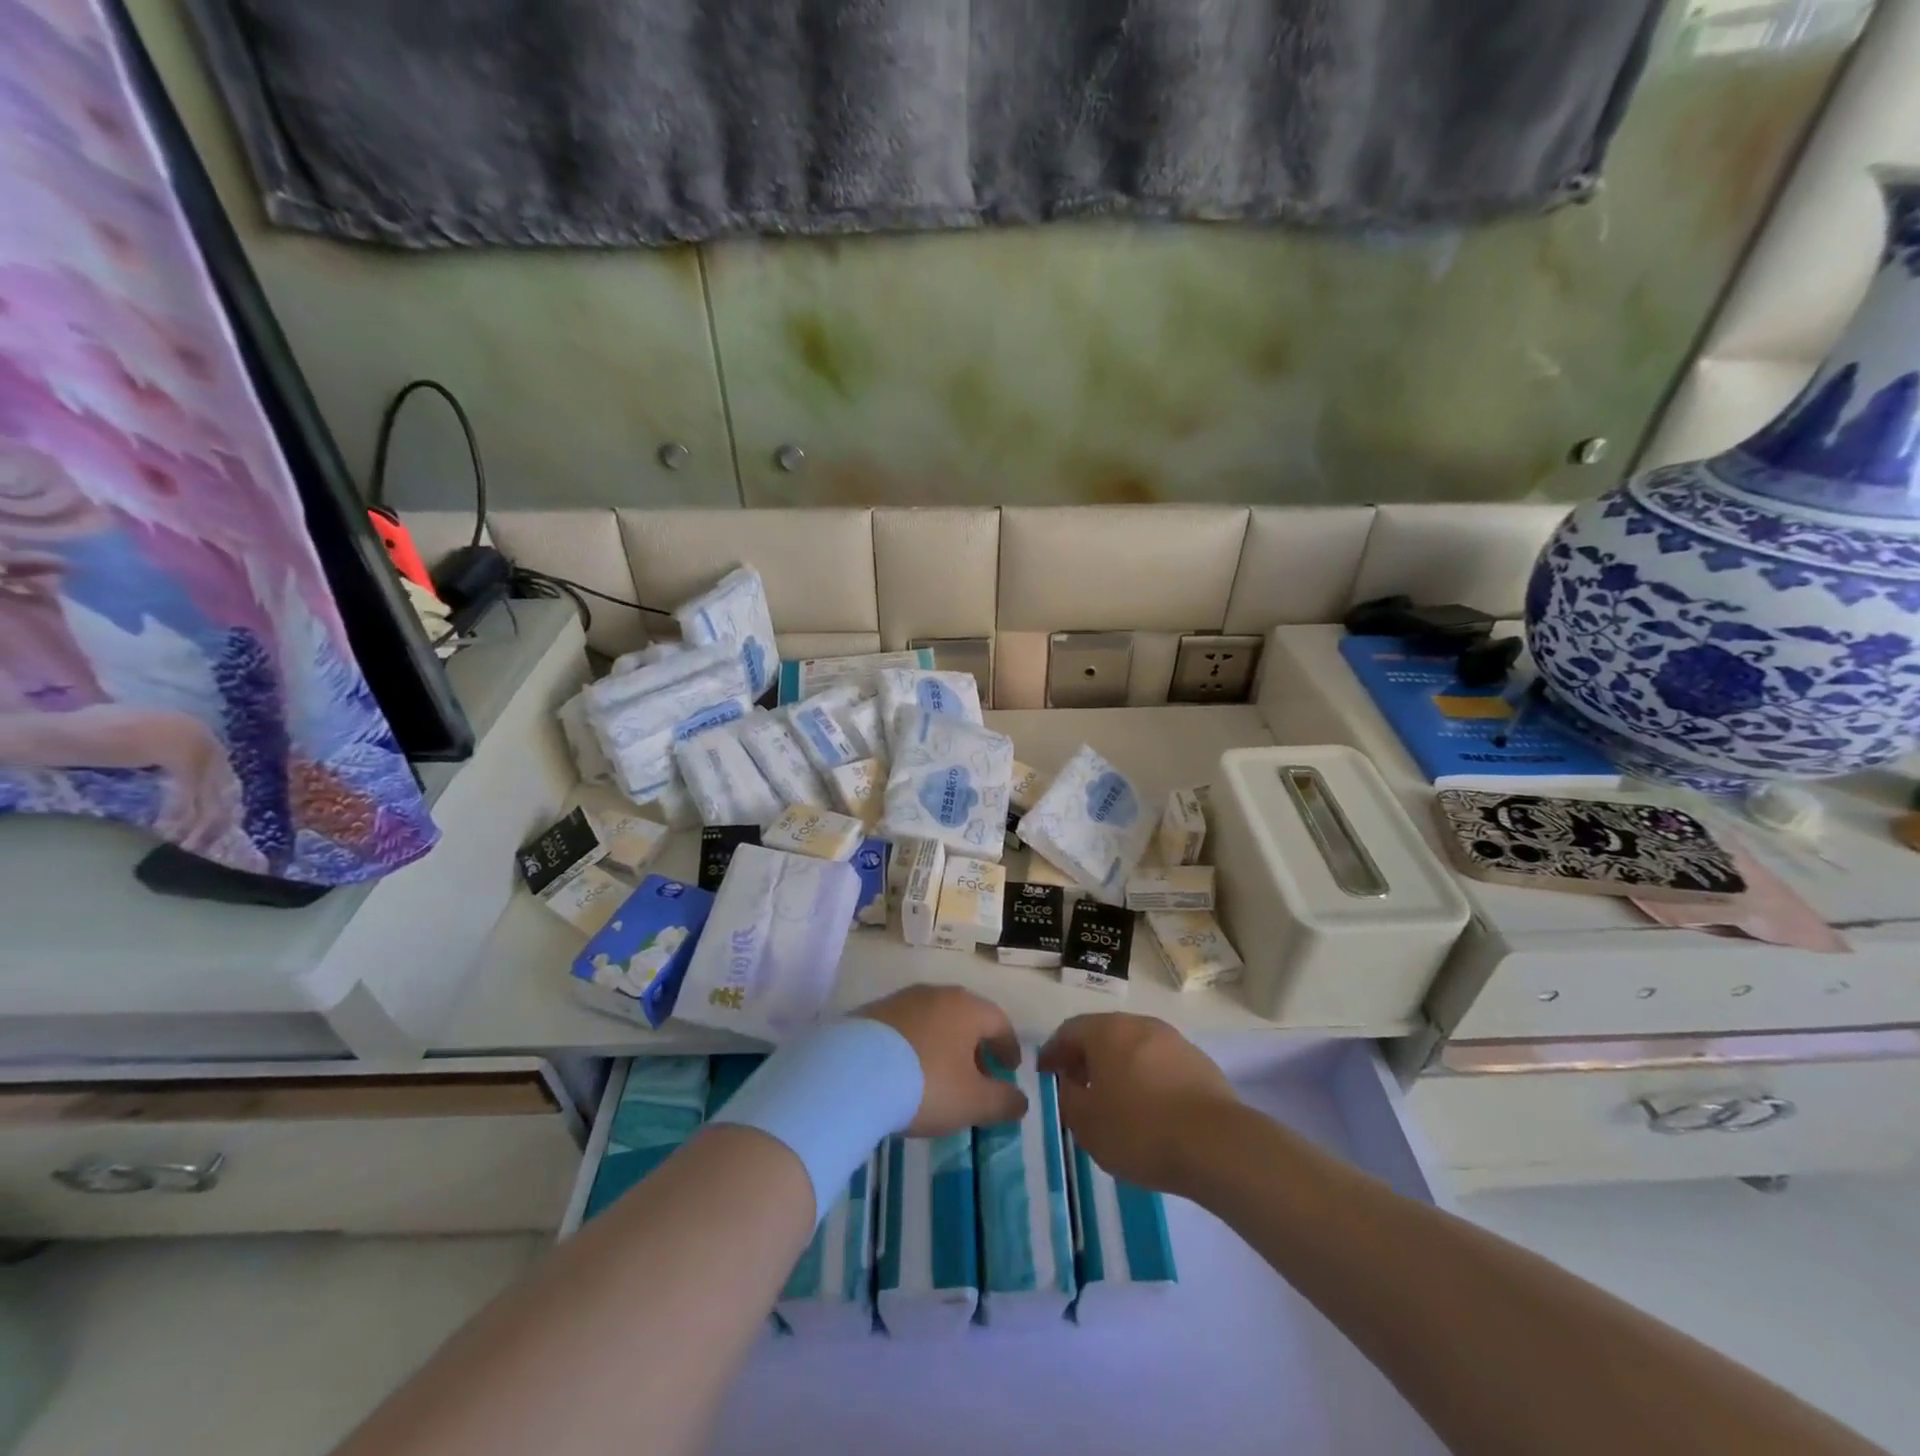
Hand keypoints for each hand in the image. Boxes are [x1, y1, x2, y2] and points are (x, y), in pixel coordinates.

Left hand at [853, 985, 1027, 1135]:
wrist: (853, 1073)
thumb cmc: (926, 1084)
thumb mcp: (972, 1102)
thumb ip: (1003, 1101)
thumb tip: (1021, 1100)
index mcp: (967, 1007)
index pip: (999, 1021)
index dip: (1009, 1047)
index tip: (1010, 1069)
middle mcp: (936, 993)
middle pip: (965, 1016)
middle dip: (975, 1044)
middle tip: (977, 1074)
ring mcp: (901, 999)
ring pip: (933, 1019)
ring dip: (943, 1043)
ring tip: (940, 1075)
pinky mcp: (872, 1012)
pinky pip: (904, 1027)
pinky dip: (914, 1045)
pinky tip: (905, 1070)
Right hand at [1038, 1013, 1237, 1194]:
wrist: (1217, 1145)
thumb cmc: (1140, 1131)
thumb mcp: (1087, 1124)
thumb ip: (1069, 1098)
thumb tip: (1072, 1084)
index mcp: (1107, 1031)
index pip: (1069, 1031)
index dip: (1053, 1052)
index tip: (1045, 1072)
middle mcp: (1139, 1025)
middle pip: (1103, 1034)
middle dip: (1086, 1057)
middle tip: (1076, 1084)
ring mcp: (1173, 1040)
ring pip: (1134, 1047)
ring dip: (1118, 1066)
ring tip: (1113, 1099)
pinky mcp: (1199, 1063)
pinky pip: (1160, 1064)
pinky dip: (1146, 1078)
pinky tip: (1149, 1108)